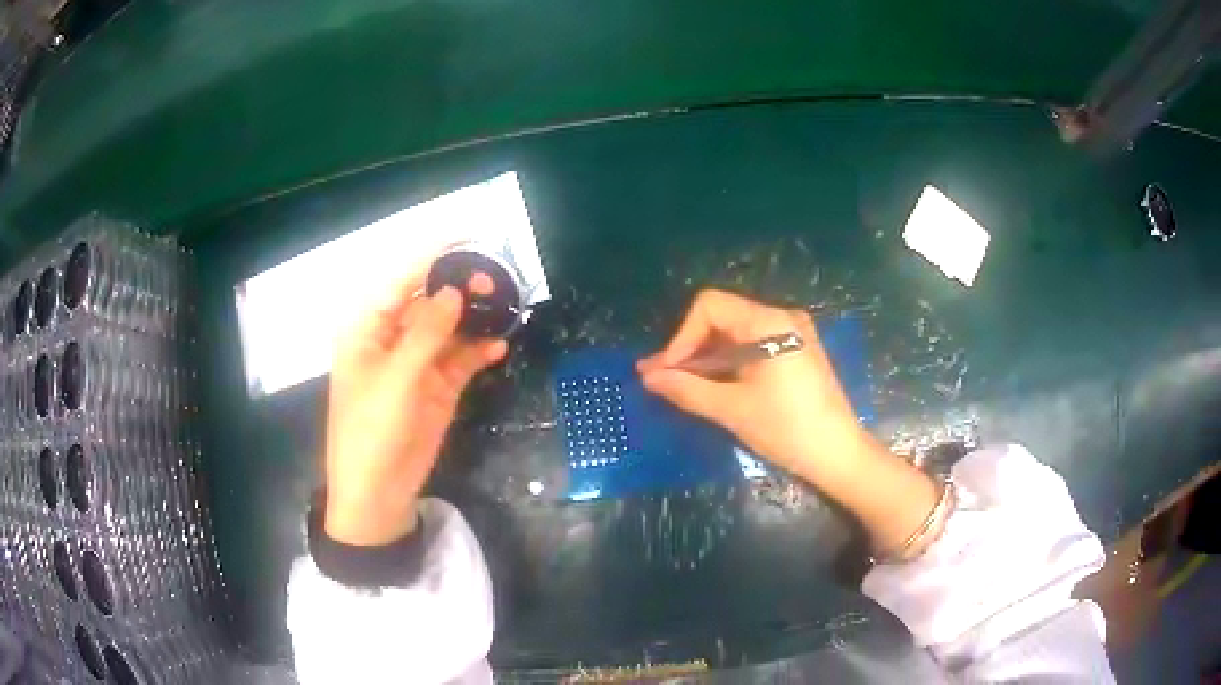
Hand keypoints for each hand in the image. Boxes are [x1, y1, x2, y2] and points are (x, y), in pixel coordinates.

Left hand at [324, 271, 506, 545]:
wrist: (378, 493)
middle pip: (429, 301)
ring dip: (474, 319)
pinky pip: (462, 360)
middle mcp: (392, 339)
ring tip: (505, 307)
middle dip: (459, 289)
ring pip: (450, 329)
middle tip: (493, 282)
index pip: (401, 280)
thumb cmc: (371, 431)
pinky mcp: (438, 388)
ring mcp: (417, 365)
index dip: (431, 257)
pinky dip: (479, 351)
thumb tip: (454, 291)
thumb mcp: (395, 380)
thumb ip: (426, 334)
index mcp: (369, 329)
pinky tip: (500, 345)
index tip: (467, 238)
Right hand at [637, 289, 867, 482]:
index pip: (710, 307)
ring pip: (734, 334)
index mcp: (770, 323)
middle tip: (658, 377)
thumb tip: (648, 378)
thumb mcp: (732, 409)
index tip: (667, 371)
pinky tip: (706, 383)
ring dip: (704, 357)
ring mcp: (791, 334)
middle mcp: (782, 318)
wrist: (839, 454)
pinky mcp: (795, 352)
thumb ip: (687, 388)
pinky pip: (750, 347)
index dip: (682, 336)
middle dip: (688, 348)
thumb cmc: (788, 430)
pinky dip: (726, 363)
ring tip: (672, 382)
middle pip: (721, 318)